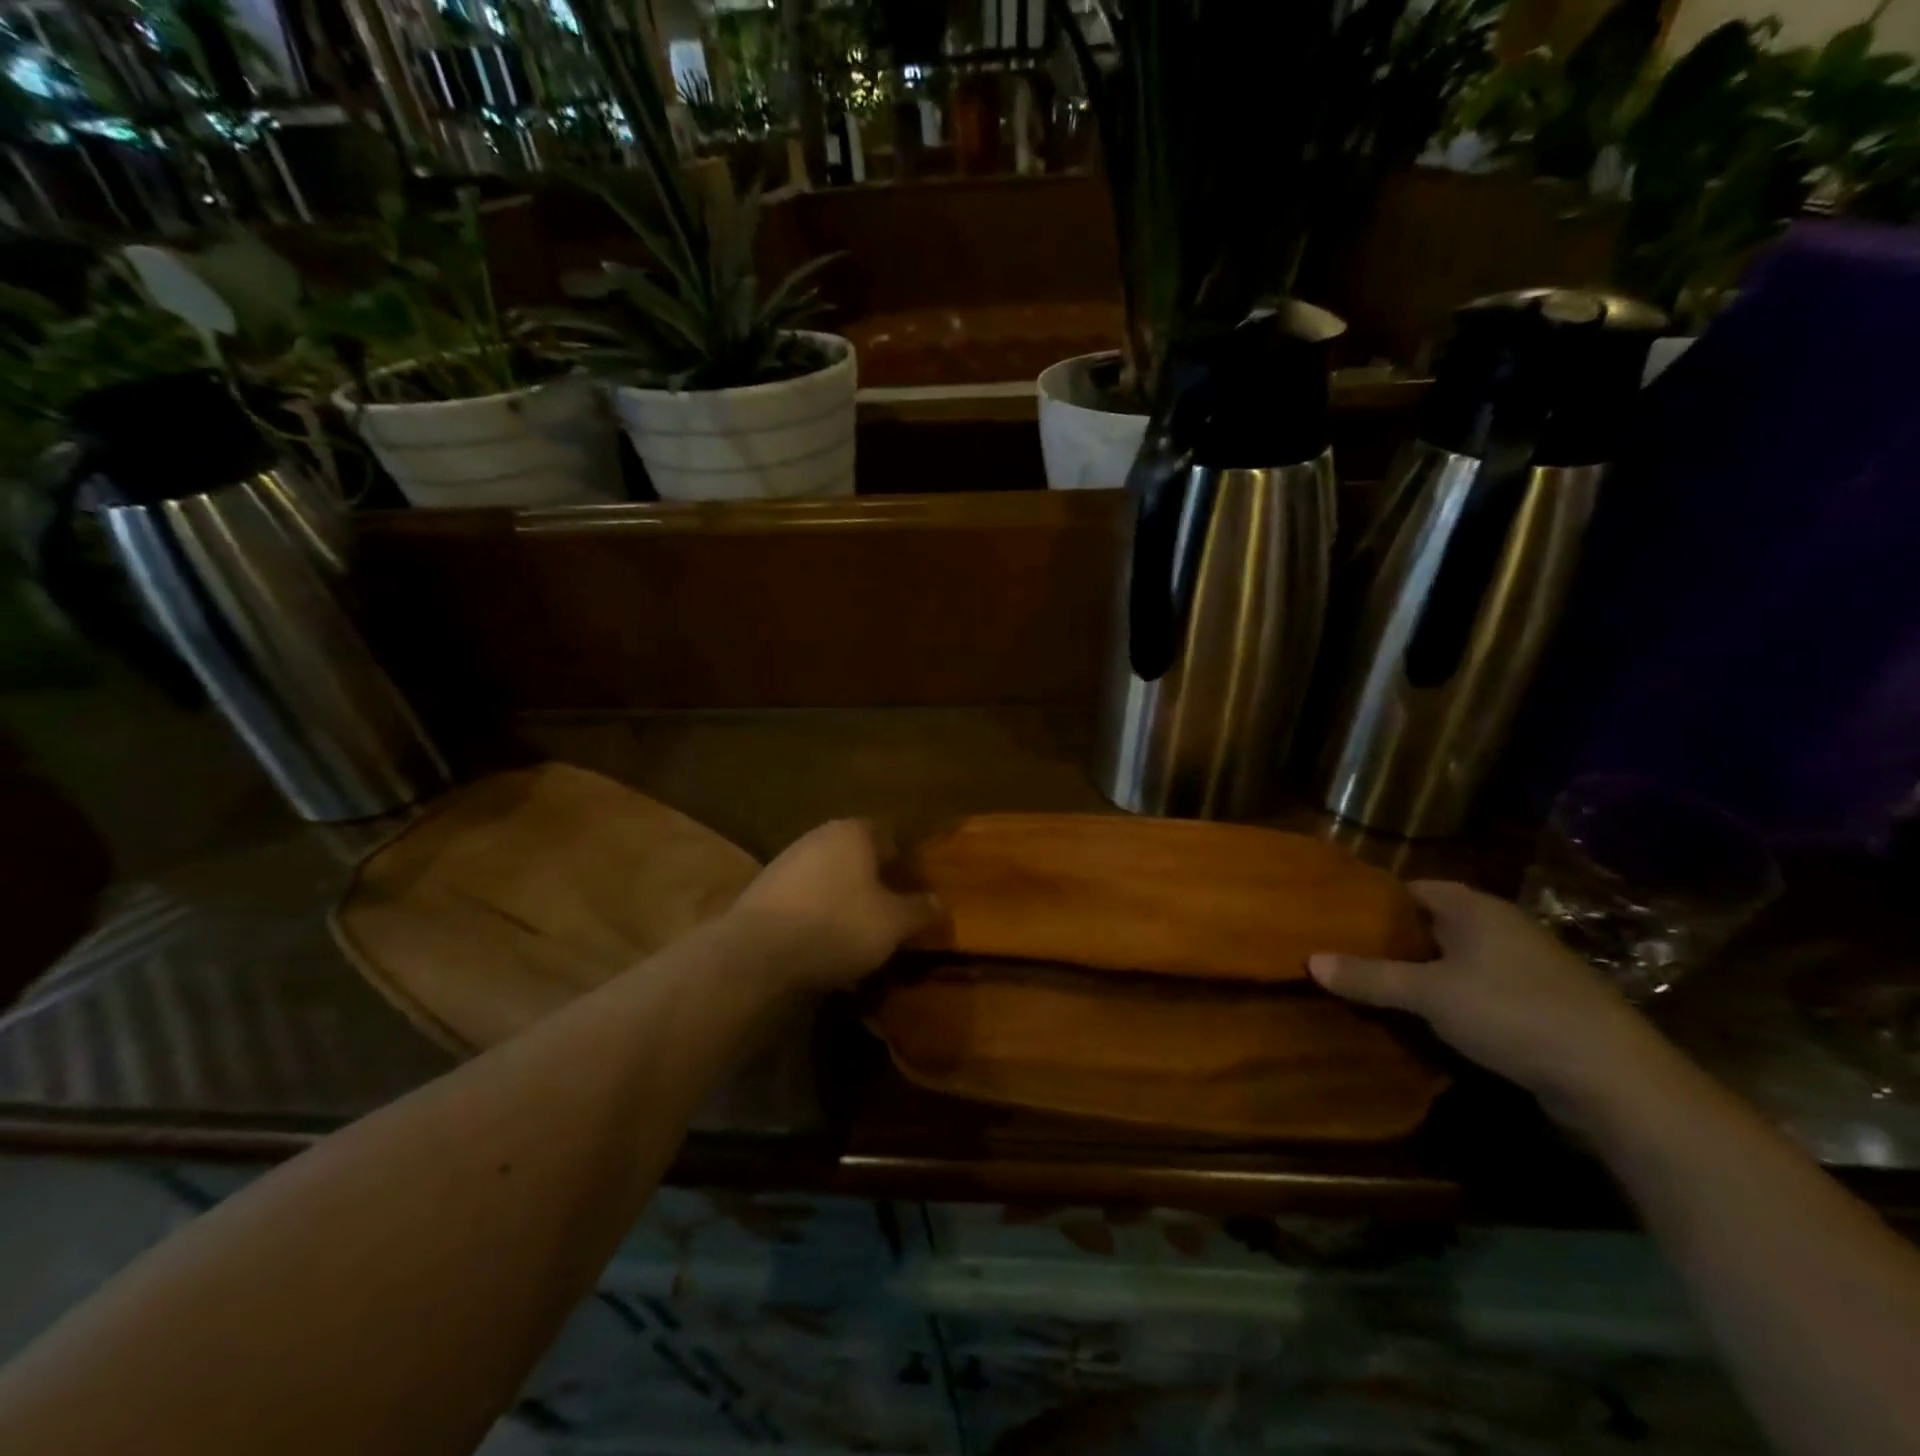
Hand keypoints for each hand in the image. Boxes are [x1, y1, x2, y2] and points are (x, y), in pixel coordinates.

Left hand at [725, 820, 941, 993]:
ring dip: (844, 904)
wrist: (757, 953)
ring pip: (828, 881)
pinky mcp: (762, 893)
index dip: (904, 864)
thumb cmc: (838, 925)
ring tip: (859, 940)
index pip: (888, 836)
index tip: (914, 891)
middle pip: (856, 858)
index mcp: (852, 832)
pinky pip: (803, 903)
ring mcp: (785, 863)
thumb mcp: (893, 923)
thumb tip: (940, 903)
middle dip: (874, 885)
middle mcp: (817, 837)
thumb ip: (919, 910)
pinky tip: (823, 949)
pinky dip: (817, 920)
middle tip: (890, 916)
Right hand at [1308, 881, 1670, 1120]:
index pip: (1412, 888)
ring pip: (1457, 958)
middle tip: (1345, 953)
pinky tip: (1427, 1019)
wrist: (1616, 1079)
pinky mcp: (1541, 1003)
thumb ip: (1369, 976)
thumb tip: (1310, 960)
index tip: (1337, 917)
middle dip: (1393, 939)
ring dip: (1422, 971)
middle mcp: (1502, 926)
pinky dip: (1451, 997)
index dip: (1374, 900)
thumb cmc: (1512, 1013)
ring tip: (1375, 986)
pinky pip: (1480, 988)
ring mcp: (1526, 966)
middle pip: (1433, 923)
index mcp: (1474, 908)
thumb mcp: (1428, 994)